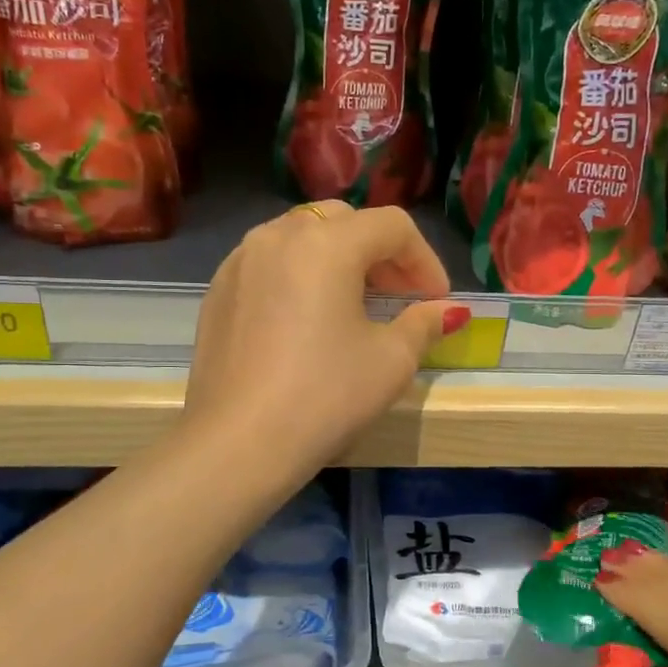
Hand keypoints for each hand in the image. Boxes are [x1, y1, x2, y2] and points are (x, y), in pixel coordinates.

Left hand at [184, 202, 464, 476]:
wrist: (238, 444)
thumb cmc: (325, 397)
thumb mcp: (391, 361)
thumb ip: (424, 323)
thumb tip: (448, 312)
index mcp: (327, 244)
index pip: (392, 226)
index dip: (425, 259)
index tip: (437, 300)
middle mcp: (279, 235)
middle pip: (345, 222)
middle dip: (382, 254)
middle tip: (401, 296)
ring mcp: (241, 261)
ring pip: (303, 237)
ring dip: (340, 260)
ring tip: (356, 305)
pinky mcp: (218, 290)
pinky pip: (271, 262)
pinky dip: (301, 274)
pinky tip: (309, 319)